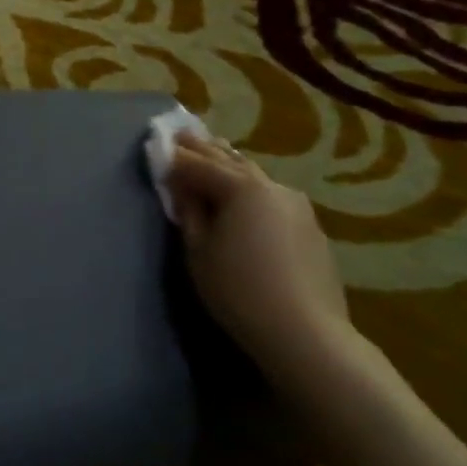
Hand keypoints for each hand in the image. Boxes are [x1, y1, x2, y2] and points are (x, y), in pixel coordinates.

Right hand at [164, 132, 355, 383]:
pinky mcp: (309, 226)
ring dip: (229, 165)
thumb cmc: (238, 290)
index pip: (199, 165)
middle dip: (204, 148)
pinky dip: (249, 187)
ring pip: (254, 176)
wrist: (304, 331)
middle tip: (182, 134)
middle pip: (230, 161)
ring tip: (211, 155)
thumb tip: (182, 188)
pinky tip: (242, 192)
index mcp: (242, 188)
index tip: (157, 148)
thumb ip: (189, 212)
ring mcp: (297, 205)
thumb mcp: (198, 251)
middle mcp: (273, 186)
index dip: (175, 158)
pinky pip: (270, 195)